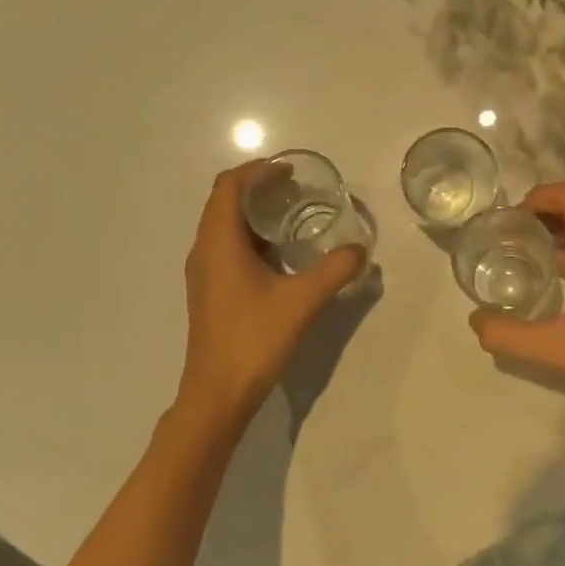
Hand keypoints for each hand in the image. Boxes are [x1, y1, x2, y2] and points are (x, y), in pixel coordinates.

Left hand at [177, 159, 365, 429]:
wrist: (216, 395)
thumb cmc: (253, 340)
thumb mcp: (302, 301)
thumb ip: (335, 270)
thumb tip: (361, 248)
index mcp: (219, 241)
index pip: (229, 185)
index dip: (257, 170)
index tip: (290, 170)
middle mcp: (204, 249)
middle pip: (225, 201)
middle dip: (259, 188)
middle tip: (297, 189)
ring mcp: (203, 272)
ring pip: (224, 225)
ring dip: (254, 213)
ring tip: (292, 215)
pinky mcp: (209, 291)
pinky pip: (226, 246)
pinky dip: (250, 236)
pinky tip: (280, 253)